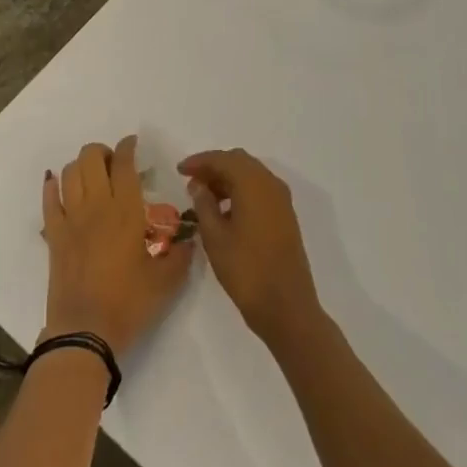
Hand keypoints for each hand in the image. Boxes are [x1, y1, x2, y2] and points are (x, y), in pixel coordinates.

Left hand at [43, 136, 191, 357]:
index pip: (124, 164)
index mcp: (126, 211)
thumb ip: (180, 255)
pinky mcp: (53, 234)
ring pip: (69, 171)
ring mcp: (71, 218)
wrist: (85, 332)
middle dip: (103, 152)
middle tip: (114, 164)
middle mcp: (96, 205)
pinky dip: (53, 186)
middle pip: (91, 157)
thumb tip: (190, 240)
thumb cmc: (129, 303)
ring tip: (92, 174)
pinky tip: (58, 184)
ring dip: (81, 165)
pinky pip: (49, 199)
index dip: (127, 147)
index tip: (132, 143)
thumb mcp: (166, 282)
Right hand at [178, 148, 323, 353]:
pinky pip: (260, 190)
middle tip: (191, 181)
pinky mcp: (285, 216)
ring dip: (228, 179)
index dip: (199, 161)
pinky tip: (225, 211)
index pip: (223, 159)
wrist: (287, 307)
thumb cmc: (246, 270)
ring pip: (251, 175)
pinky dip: (241, 191)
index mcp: (253, 184)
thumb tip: (198, 184)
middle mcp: (271, 184)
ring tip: (204, 198)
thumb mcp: (215, 237)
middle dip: (214, 167)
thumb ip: (204, 204)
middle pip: (239, 162)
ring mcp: (281, 200)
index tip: (179, 170)